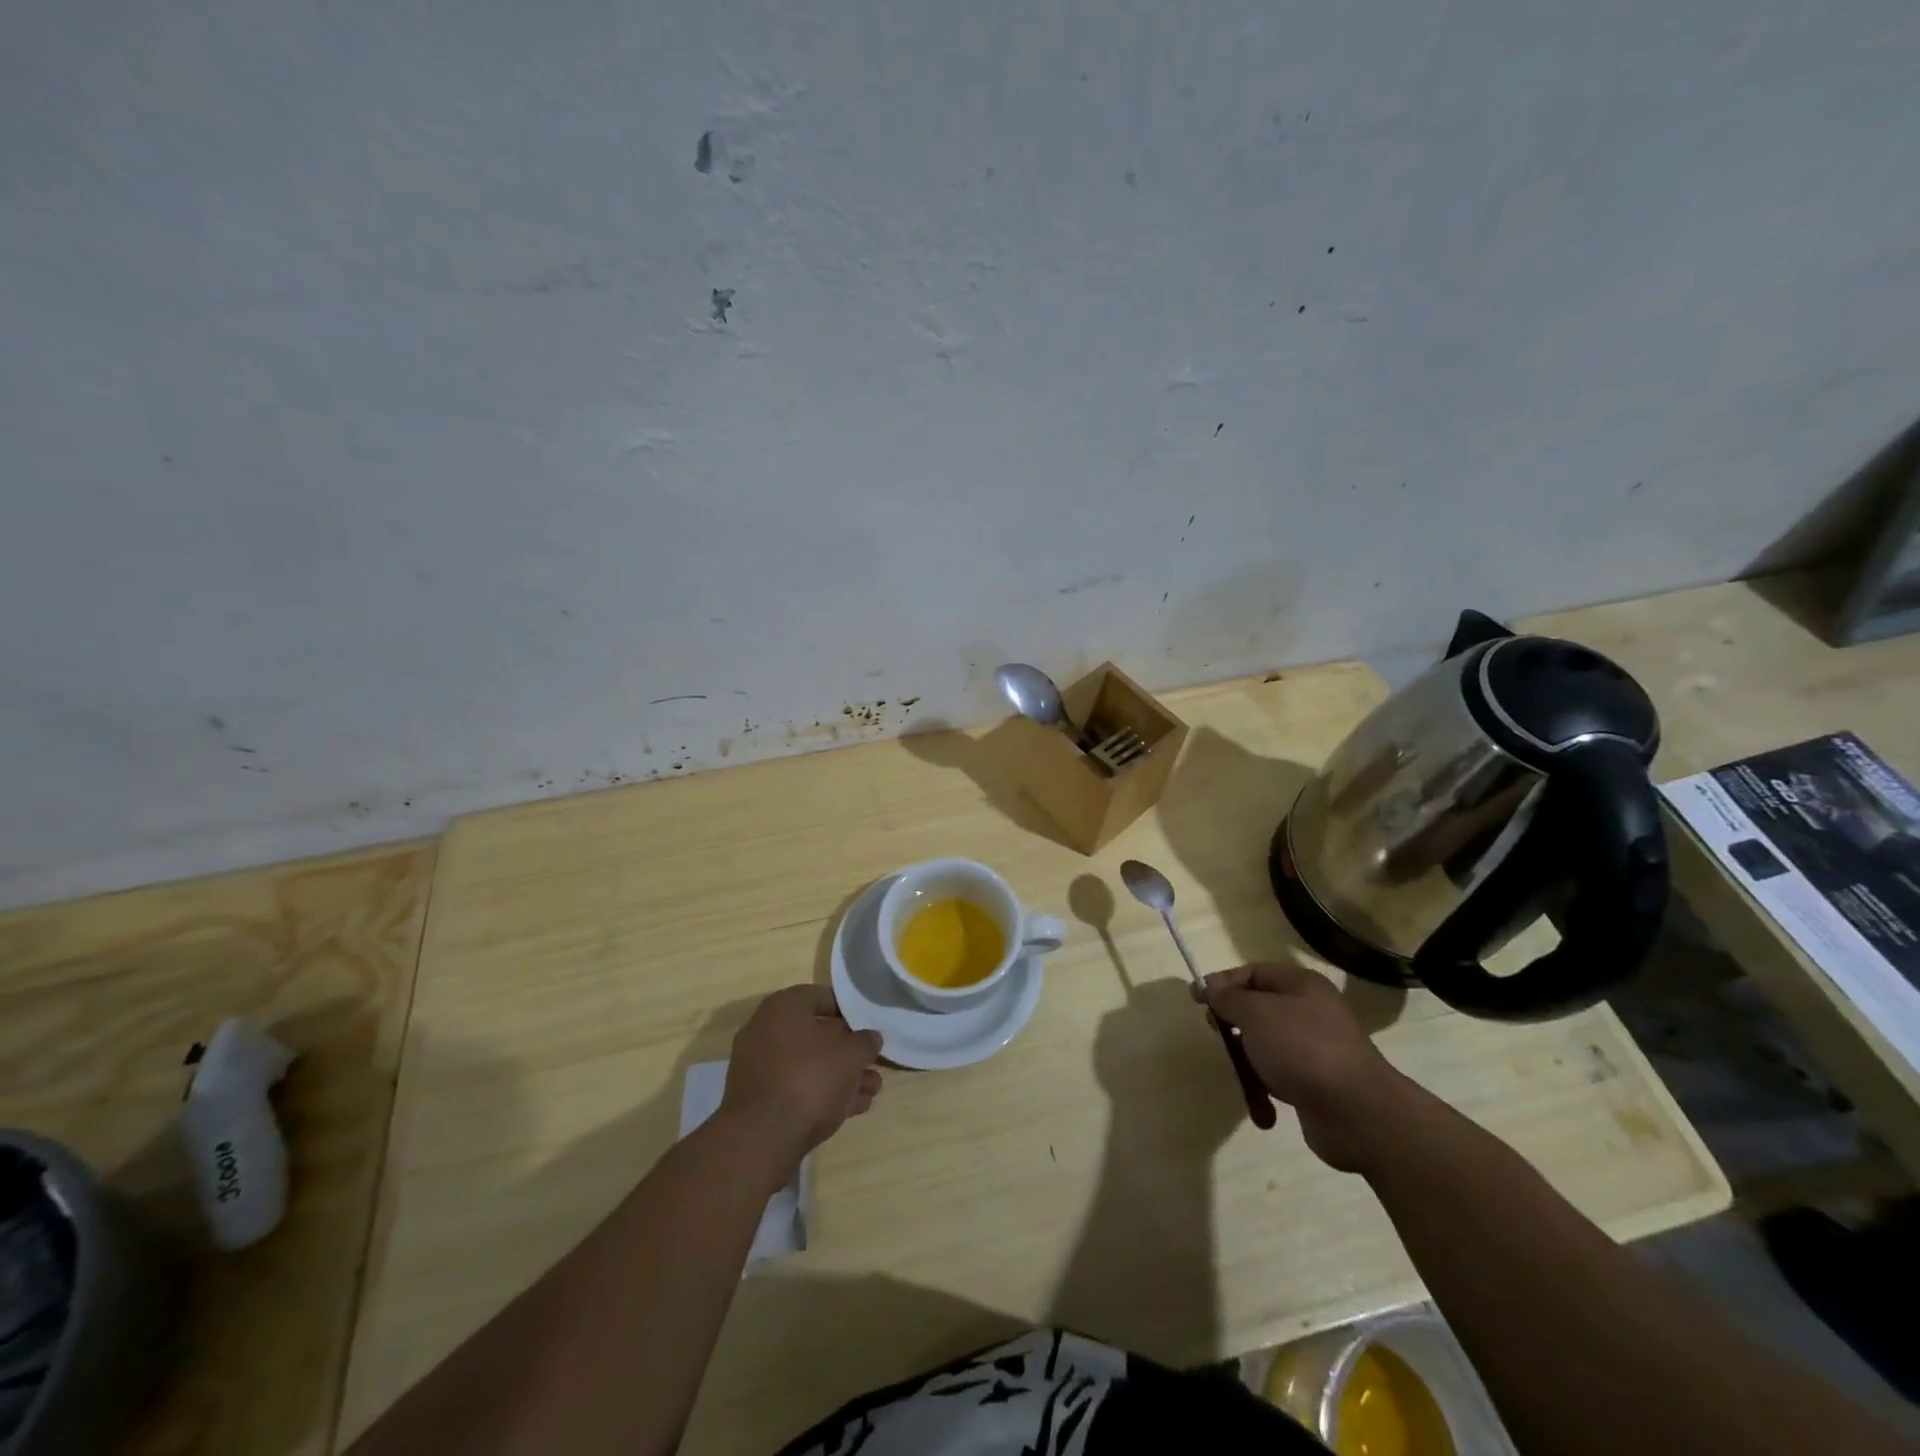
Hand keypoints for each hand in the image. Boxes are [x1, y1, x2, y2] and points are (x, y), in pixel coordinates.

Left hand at [720, 986, 884, 1162]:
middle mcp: (766, 1030)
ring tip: (871, 1091)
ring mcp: (759, 1067)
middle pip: (816, 1035)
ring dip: (841, 1076)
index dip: (850, 1011)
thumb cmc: (809, 1078)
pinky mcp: (759, 1100)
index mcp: (783, 1007)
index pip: (822, 997)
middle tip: (873, 1064)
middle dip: (848, 1052)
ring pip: (809, 1065)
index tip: (868, 1028)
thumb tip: (870, 1038)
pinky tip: (852, 1108)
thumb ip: (865, 1042)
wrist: (761, 1138)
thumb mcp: (851, 1054)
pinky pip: (796, 1087)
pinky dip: (822, 1094)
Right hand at [1198, 962, 1404, 1171]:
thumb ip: (1228, 997)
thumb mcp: (1255, 1013)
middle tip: (1221, 1038)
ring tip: (1248, 1081)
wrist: (1358, 1114)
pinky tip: (1264, 1109)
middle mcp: (1309, 1011)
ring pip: (1264, 1046)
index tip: (1197, 1001)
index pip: (1252, 973)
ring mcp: (1314, 1049)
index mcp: (1300, 985)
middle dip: (1234, 1027)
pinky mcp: (1316, 1083)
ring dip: (1249, 1065)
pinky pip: (1278, 1077)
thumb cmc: (1302, 1049)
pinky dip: (1266, 1091)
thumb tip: (1209, 986)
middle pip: (1256, 1010)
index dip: (1222, 984)